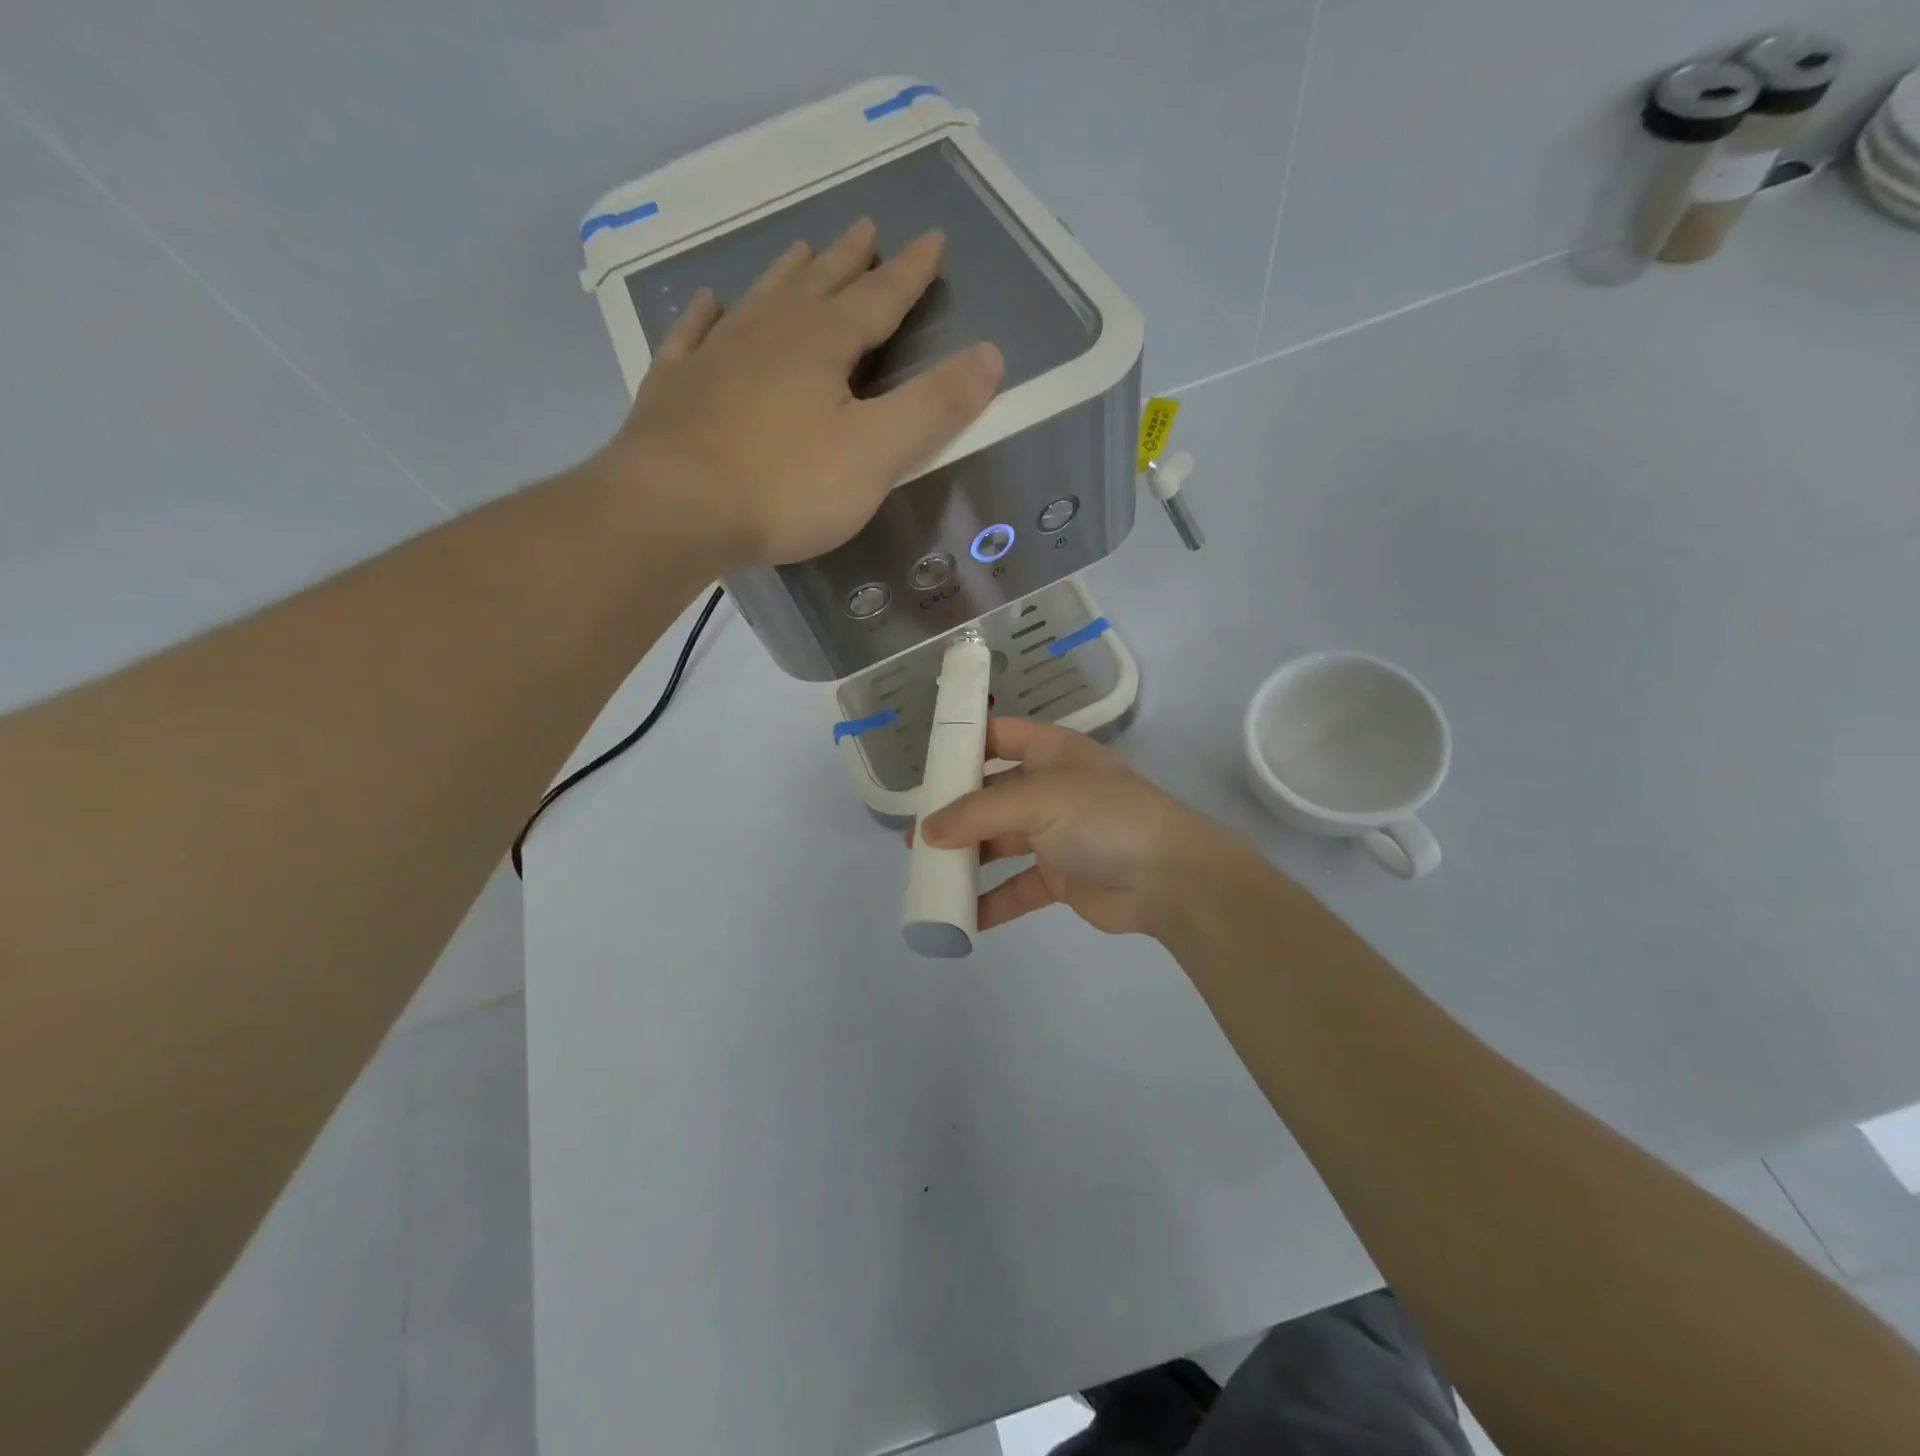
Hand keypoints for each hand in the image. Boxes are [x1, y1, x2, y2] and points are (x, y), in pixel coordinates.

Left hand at [599, 218, 1004, 566]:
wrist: (675, 509)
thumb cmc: (786, 485)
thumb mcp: (877, 453)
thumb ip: (934, 407)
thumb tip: (991, 355)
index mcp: (823, 345)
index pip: (879, 298)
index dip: (909, 273)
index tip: (931, 239)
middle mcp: (769, 334)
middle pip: (818, 286)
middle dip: (849, 261)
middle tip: (866, 228)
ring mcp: (715, 356)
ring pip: (760, 300)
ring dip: (787, 274)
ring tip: (803, 250)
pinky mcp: (675, 388)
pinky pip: (693, 336)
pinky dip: (705, 315)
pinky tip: (709, 302)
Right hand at [919, 718, 1256, 940]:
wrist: (1171, 878)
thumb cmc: (1104, 818)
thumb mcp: (1039, 800)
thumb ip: (978, 813)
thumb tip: (926, 832)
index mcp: (1051, 752)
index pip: (999, 736)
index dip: (963, 744)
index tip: (924, 764)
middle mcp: (1050, 788)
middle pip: (991, 795)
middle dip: (954, 813)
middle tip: (916, 836)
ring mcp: (1056, 835)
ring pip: (999, 843)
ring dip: (967, 858)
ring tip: (927, 873)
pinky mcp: (1060, 878)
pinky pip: (1015, 887)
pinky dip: (990, 901)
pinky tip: (960, 917)